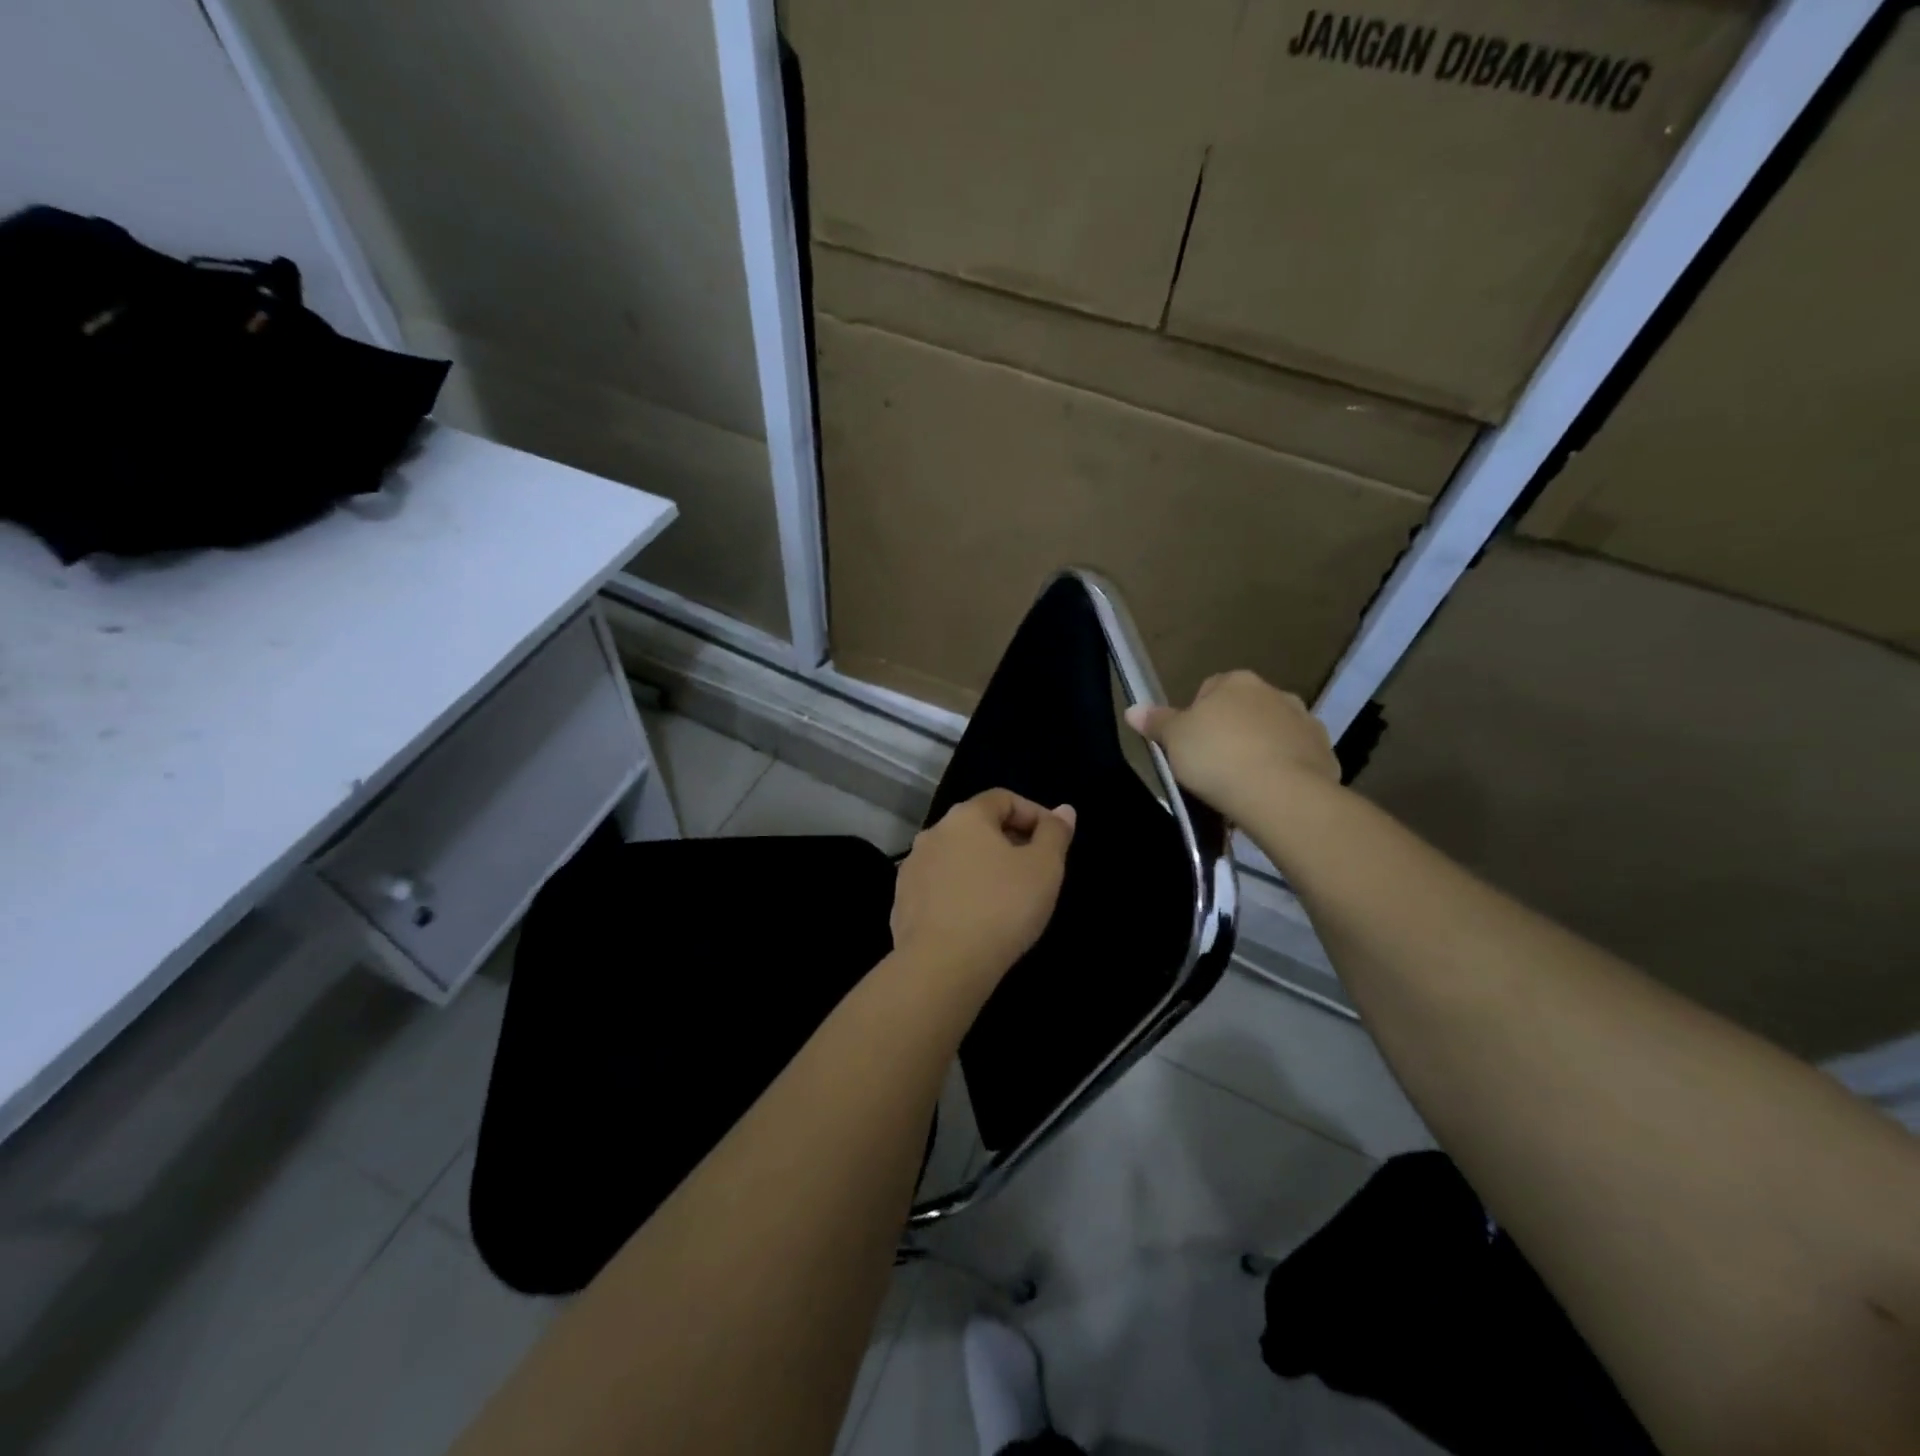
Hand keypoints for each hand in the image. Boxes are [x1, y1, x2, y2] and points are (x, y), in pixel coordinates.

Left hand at [891, 789, 1076, 989]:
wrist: (941, 966)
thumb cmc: (1001, 908)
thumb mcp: (1044, 868)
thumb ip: (1055, 834)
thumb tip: (1063, 811)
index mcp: (965, 816)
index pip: (1003, 798)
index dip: (1034, 814)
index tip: (1054, 842)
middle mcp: (933, 833)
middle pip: (977, 826)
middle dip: (1009, 841)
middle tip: (1035, 871)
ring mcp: (912, 868)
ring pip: (957, 857)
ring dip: (983, 868)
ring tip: (1007, 897)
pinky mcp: (902, 902)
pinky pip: (940, 887)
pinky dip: (961, 893)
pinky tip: (977, 920)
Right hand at [1126, 670, 1338, 822]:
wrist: (1280, 793)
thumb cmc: (1217, 757)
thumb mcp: (1174, 740)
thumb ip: (1156, 722)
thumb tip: (1132, 709)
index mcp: (1236, 682)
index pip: (1210, 689)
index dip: (1196, 718)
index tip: (1190, 746)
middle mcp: (1275, 693)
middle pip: (1244, 710)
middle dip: (1231, 732)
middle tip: (1213, 766)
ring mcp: (1305, 722)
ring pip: (1273, 733)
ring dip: (1260, 750)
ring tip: (1242, 784)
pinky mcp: (1325, 753)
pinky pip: (1296, 758)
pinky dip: (1283, 771)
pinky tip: (1268, 794)